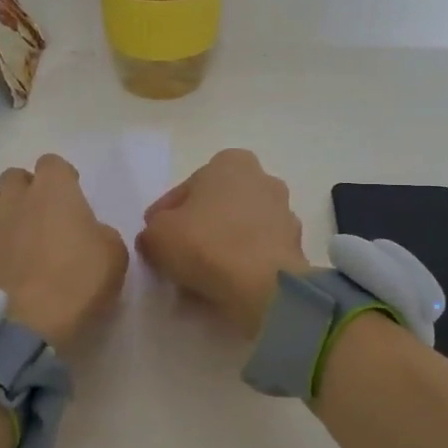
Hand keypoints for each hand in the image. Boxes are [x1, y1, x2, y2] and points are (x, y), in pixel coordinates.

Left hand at [0, 154, 128, 347]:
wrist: (31, 323)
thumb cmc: (79, 282)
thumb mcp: (114, 254)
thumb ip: (101, 233)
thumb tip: (89, 233)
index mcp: (54, 190)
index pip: (52, 162)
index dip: (63, 176)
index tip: (73, 195)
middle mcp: (16, 199)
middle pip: (14, 176)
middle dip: (27, 188)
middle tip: (44, 214)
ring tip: (14, 229)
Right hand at [136, 149, 309, 335]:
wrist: (264, 285)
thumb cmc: (206, 244)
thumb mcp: (157, 235)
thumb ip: (152, 231)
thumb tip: (156, 238)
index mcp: (230, 162)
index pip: (186, 188)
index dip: (164, 215)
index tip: (155, 238)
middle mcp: (263, 179)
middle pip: (217, 206)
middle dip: (198, 227)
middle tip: (176, 255)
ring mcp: (284, 213)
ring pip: (239, 229)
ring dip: (221, 246)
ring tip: (199, 276)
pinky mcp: (295, 246)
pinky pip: (257, 253)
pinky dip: (241, 264)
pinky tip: (223, 285)